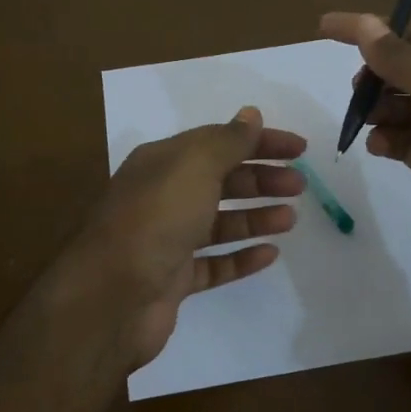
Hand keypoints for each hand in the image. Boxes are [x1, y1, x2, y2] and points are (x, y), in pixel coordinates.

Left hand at [74, 106, 306, 366]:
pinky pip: (214, 264)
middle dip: (261, 179)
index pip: (218, 141)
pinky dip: (241, 257)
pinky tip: (270, 254)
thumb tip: (251, 114)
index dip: (260, 141)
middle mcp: (162, 197)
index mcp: (163, 162)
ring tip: (290, 219)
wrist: (111, 297)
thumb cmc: (156, 219)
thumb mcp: (194, 166)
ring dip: (255, 216)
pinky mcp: (173, 280)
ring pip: (219, 223)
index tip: (299, 149)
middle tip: (299, 185)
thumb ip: (227, 141)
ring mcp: (166, 241)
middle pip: (220, 181)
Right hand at [319, 12, 410, 299]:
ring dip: (378, 110)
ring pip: (402, 109)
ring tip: (363, 122)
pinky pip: (405, 144)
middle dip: (375, 75)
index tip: (326, 26)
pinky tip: (378, 147)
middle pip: (405, 71)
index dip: (371, 30)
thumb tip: (365, 23)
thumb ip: (405, 61)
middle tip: (355, 92)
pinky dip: (387, 141)